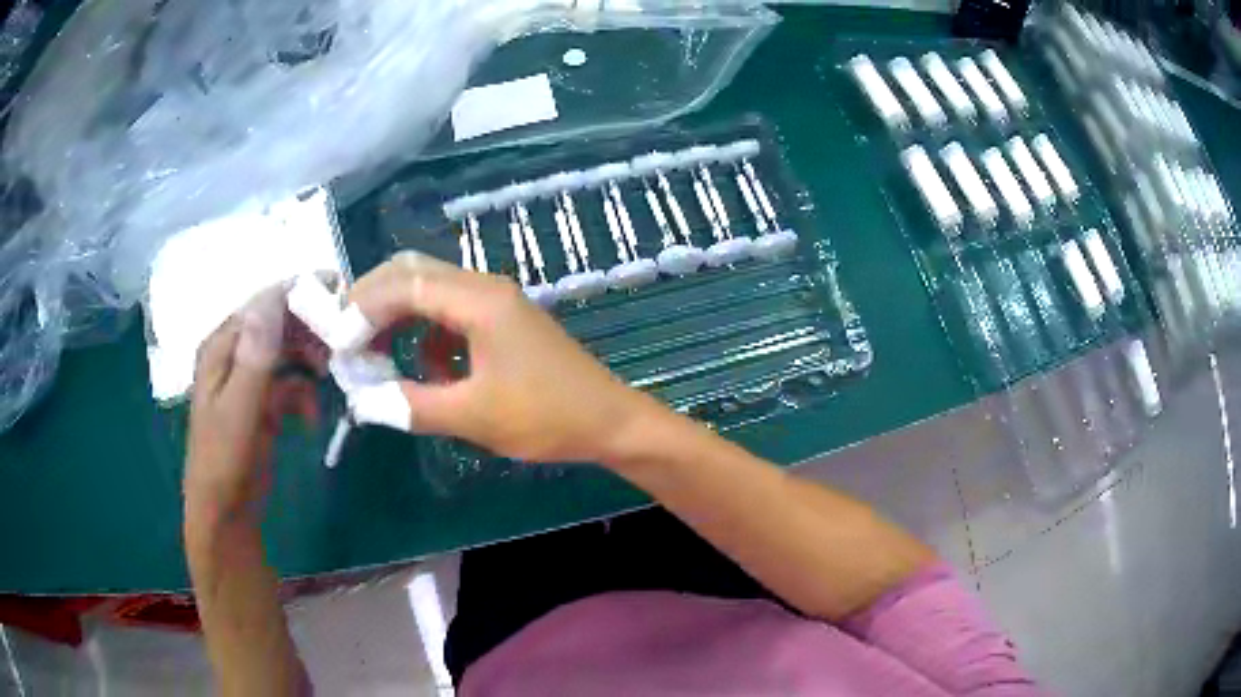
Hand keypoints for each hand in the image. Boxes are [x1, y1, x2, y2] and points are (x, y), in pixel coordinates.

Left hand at [185, 285, 325, 520]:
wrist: (225, 514)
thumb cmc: (225, 460)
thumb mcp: (239, 409)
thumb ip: (255, 357)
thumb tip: (272, 300)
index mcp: (221, 347)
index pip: (262, 304)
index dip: (298, 294)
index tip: (338, 291)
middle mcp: (234, 355)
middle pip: (277, 325)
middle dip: (309, 330)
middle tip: (342, 342)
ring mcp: (248, 380)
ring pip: (286, 353)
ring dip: (309, 362)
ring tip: (331, 376)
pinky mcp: (261, 405)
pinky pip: (289, 385)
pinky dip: (304, 395)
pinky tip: (313, 416)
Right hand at [348, 252, 657, 463]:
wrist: (608, 421)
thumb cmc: (546, 417)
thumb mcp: (473, 416)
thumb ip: (411, 404)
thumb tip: (362, 399)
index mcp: (478, 300)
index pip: (403, 283)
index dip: (363, 309)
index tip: (339, 345)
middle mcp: (484, 287)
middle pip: (412, 273)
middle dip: (372, 302)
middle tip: (346, 339)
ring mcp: (495, 301)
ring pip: (429, 290)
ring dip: (397, 316)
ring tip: (374, 354)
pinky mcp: (501, 319)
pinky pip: (449, 312)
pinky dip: (425, 332)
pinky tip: (426, 368)